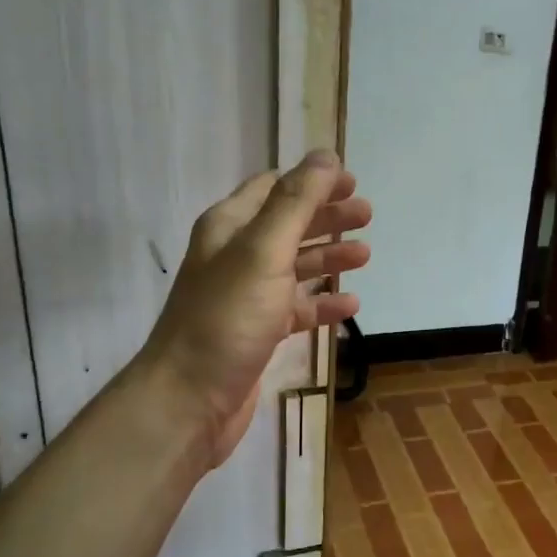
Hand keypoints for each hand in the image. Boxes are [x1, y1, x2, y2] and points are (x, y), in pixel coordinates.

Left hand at [137, 150, 370, 468]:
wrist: (189, 400)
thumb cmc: (226, 318)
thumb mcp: (264, 251)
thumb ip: (296, 203)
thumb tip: (325, 156)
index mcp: (229, 227)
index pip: (273, 188)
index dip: (311, 181)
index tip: (351, 182)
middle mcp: (235, 256)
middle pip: (288, 225)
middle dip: (327, 217)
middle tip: (367, 215)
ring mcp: (246, 297)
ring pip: (294, 267)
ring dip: (329, 257)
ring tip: (366, 253)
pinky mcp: (257, 332)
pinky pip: (296, 309)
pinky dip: (323, 304)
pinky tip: (350, 306)